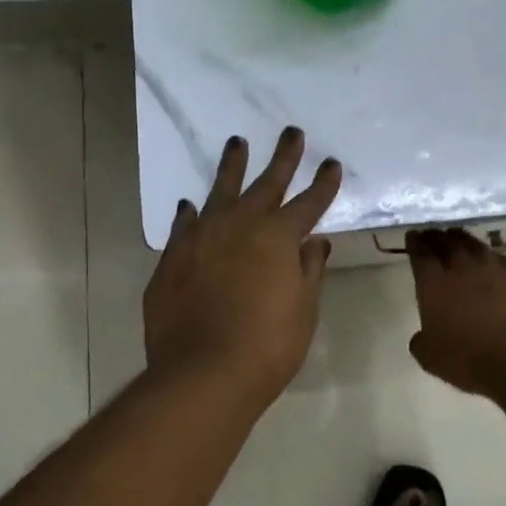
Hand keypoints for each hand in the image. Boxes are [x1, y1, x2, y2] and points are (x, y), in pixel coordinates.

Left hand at [143, 128, 341, 403]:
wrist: (203, 372)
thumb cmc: (267, 346)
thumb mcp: (303, 310)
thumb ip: (308, 270)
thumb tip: (314, 242)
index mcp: (279, 237)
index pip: (309, 202)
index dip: (323, 183)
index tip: (331, 163)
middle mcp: (241, 225)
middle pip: (267, 183)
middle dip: (284, 157)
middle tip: (292, 132)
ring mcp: (203, 237)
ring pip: (220, 190)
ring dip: (232, 166)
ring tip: (237, 142)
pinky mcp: (173, 256)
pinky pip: (185, 225)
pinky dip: (191, 214)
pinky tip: (190, 206)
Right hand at [406, 229, 505, 394]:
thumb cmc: (469, 359)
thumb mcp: (431, 358)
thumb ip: (421, 342)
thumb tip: (421, 337)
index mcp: (434, 284)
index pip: (421, 254)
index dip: (415, 243)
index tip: (413, 235)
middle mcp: (462, 268)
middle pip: (446, 243)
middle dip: (436, 236)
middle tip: (432, 233)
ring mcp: (493, 269)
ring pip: (474, 244)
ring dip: (462, 239)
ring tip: (457, 237)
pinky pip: (500, 257)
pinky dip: (490, 254)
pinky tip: (490, 257)